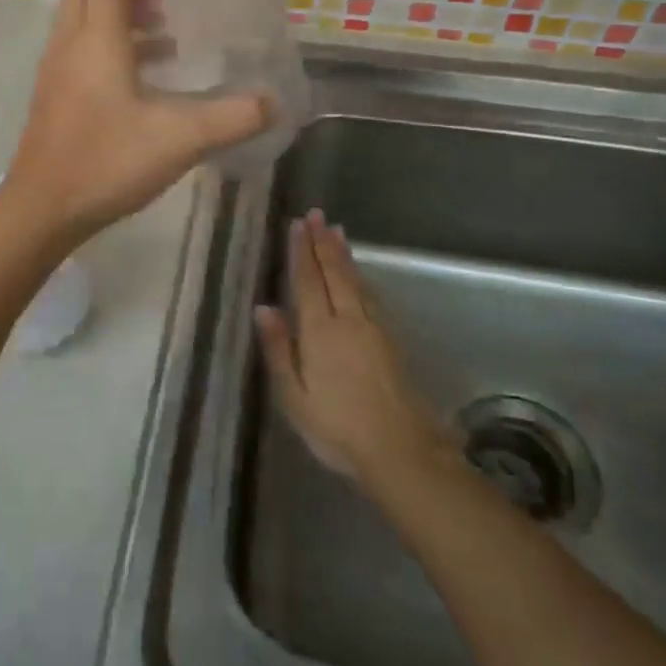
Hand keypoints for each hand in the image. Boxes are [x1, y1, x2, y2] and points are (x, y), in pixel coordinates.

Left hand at [1, 0, 270, 243]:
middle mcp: (68, 50)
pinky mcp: (50, 104)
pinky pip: (77, 58)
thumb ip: (232, 118)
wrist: (42, 210)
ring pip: (81, 30)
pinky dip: (107, 55)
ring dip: (118, 27)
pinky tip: (138, 90)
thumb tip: (273, 104)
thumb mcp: (182, 139)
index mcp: (96, 44)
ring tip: (163, 46)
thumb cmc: (109, 163)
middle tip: (163, 7)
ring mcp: (54, 78)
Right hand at [255, 210, 445, 484]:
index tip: (298, 224)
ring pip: (356, 281)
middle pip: (335, 273)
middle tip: (318, 214)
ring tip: (336, 232)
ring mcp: (375, 329)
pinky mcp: (392, 341)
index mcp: (321, 332)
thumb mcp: (294, 397)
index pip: (308, 282)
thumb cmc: (337, 428)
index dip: (301, 252)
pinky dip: (361, 277)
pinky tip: (360, 276)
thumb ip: (279, 350)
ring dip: (344, 255)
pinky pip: (371, 296)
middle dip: (324, 242)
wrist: (402, 450)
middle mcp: (349, 320)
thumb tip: (263, 308)